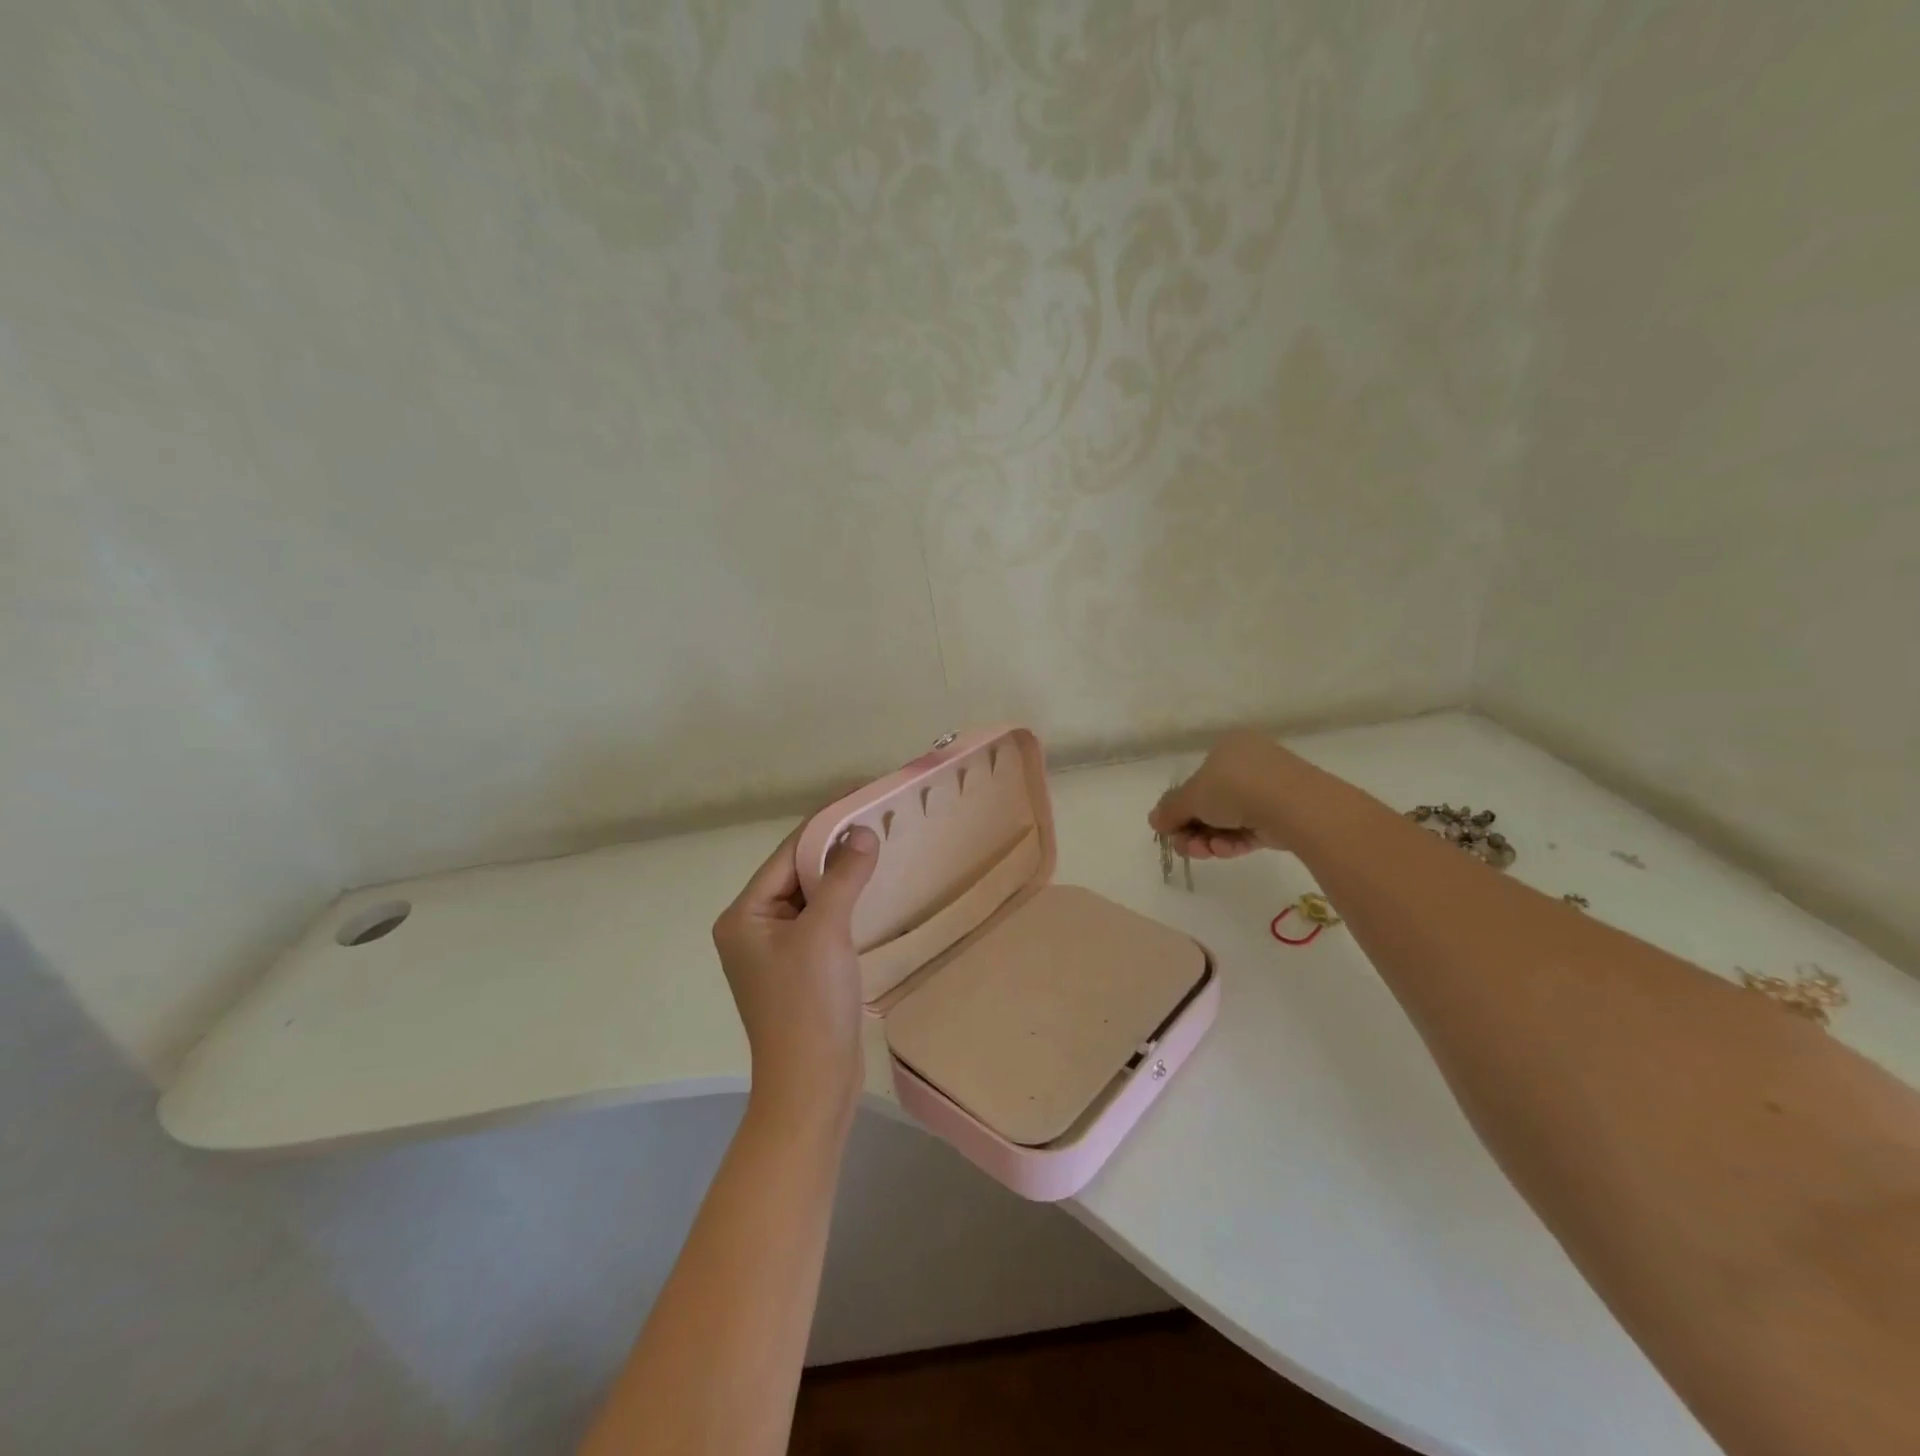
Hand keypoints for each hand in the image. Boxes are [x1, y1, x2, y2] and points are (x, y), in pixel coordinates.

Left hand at [712, 822, 879, 1117]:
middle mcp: (752, 928)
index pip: (787, 855)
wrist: (812, 1085)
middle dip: (835, 849)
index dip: (824, 824)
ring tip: (878, 846)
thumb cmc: (809, 1004)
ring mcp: (775, 951)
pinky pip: (821, 922)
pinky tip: (870, 890)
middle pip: (797, 874)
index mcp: (744, 915)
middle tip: (876, 819)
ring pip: (811, 898)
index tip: (859, 797)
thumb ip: (843, 877)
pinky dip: (844, 903)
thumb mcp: (825, 932)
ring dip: (841, 875)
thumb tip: (862, 832)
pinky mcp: (799, 970)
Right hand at [1148, 730, 1306, 858]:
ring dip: (1210, 838)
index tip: (1172, 829)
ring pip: (1230, 819)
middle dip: (1194, 828)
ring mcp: (1271, 789)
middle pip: (1212, 802)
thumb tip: (1154, 820)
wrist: (1294, 805)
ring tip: (1204, 852)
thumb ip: (1170, 810)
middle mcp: (1250, 763)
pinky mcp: (1285, 814)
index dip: (1181, 807)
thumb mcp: (1191, 797)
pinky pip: (1251, 828)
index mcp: (1228, 747)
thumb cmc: (1235, 787)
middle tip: (1185, 847)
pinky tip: (1224, 851)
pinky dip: (1234, 841)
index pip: (1198, 779)